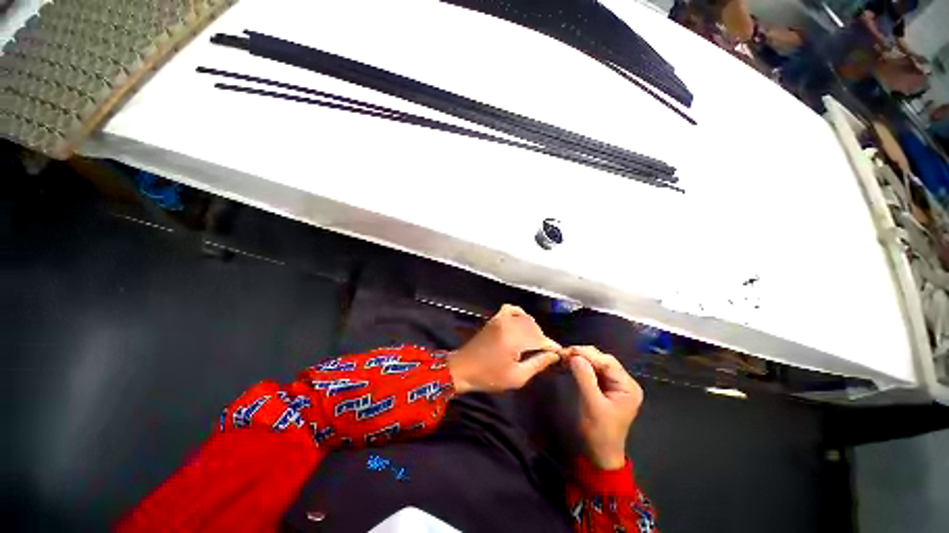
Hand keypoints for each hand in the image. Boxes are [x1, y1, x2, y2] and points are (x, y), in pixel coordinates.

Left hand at [448, 305, 559, 393]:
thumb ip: (537, 364)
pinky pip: (511, 309)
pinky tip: (521, 323)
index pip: (541, 338)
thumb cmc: (489, 376)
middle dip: (542, 339)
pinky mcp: (494, 319)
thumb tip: (554, 355)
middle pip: (534, 327)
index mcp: (515, 339)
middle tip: (545, 353)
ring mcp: (500, 319)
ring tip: (533, 343)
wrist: (463, 368)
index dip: (551, 346)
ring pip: (525, 318)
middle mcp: (509, 324)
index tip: (559, 354)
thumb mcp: (517, 377)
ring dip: (533, 329)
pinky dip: (519, 314)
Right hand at [565, 346, 643, 469]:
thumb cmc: (599, 432)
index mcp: (628, 386)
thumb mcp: (591, 404)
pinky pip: (594, 370)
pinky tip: (571, 364)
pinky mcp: (606, 387)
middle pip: (604, 360)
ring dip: (581, 359)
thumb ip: (585, 377)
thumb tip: (574, 356)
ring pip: (598, 363)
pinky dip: (582, 365)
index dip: (587, 354)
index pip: (607, 362)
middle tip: (564, 354)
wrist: (600, 454)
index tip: (567, 351)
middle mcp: (625, 382)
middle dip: (583, 355)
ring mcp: (616, 384)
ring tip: (565, 357)